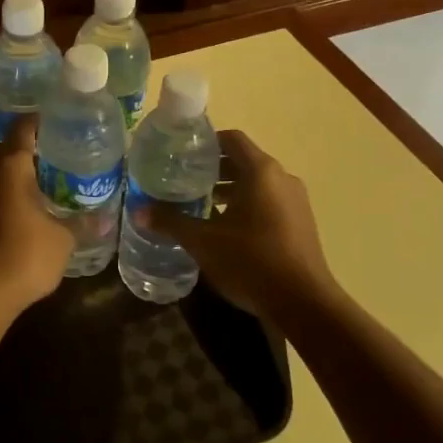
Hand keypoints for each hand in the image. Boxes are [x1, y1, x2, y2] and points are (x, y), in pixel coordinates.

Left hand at [0, 115, 73, 311]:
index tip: (61, 122)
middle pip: (6, 147)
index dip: (41, 121)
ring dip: (15, 170)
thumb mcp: (65, 238)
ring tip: (46, 179)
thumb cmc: (28, 254)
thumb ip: (84, 223)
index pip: (23, 127)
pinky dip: (7, 191)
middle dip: (28, 146)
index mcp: (11, 166)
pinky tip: (28, 206)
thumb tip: (107, 219)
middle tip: (57, 153)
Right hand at [140, 130, 339, 318]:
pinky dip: (247, 205)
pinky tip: (226, 229)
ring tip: (201, 206)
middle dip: (213, 169)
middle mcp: (282, 178)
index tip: (181, 154)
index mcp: (261, 171)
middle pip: (244, 161)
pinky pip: (269, 202)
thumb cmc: (252, 262)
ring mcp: (296, 201)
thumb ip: (171, 222)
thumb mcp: (204, 242)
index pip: (232, 139)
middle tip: (183, 181)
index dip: (206, 142)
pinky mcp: (301, 223)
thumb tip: (138, 210)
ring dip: (230, 189)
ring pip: (257, 184)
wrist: (304, 303)